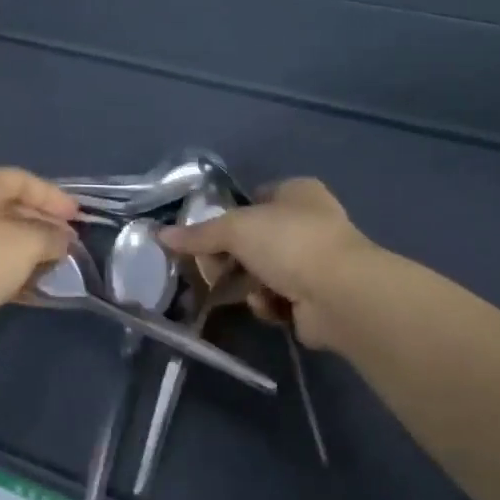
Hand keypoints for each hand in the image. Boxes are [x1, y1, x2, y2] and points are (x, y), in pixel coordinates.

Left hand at [0, 169, 78, 358]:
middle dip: (43, 224)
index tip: (79, 218)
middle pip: (11, 206)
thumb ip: (51, 236)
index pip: (24, 179)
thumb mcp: (25, 244)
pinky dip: (8, 267)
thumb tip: (61, 239)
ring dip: (27, 249)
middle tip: (69, 244)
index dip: (55, 197)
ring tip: (53, 266)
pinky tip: (27, 286)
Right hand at [159, 178, 375, 349]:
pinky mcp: (316, 297)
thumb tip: (160, 235)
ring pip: (264, 272)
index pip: (253, 199)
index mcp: (297, 192)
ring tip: (244, 291)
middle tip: (212, 269)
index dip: (227, 216)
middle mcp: (310, 222)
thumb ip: (199, 234)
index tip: (203, 237)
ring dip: (249, 284)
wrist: (339, 294)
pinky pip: (278, 299)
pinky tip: (269, 307)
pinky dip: (269, 304)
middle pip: (255, 240)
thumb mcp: (235, 229)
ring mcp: (316, 261)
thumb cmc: (289, 243)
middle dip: (233, 258)